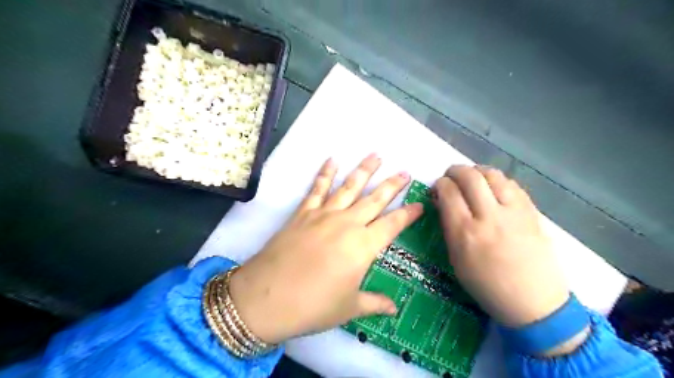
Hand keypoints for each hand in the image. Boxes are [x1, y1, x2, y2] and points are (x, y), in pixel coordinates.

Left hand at [230, 154, 422, 344]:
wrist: (267, 298)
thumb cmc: (313, 306)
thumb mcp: (349, 308)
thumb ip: (374, 303)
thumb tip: (393, 309)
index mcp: (363, 246)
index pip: (393, 224)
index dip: (408, 214)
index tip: (420, 203)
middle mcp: (347, 224)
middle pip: (375, 199)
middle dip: (392, 185)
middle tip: (404, 172)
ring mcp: (324, 215)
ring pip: (349, 187)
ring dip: (364, 170)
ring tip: (376, 155)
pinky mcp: (303, 213)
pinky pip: (317, 189)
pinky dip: (325, 173)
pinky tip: (332, 160)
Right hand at [432, 166, 567, 327]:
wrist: (533, 302)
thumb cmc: (486, 285)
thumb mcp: (456, 259)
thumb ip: (448, 227)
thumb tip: (442, 202)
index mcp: (465, 233)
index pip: (448, 192)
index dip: (440, 184)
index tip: (438, 187)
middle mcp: (488, 217)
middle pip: (470, 177)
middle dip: (455, 170)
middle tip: (451, 176)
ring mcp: (513, 213)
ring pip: (493, 175)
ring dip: (477, 171)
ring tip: (472, 178)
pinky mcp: (532, 212)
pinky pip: (512, 184)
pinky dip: (497, 180)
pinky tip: (493, 188)